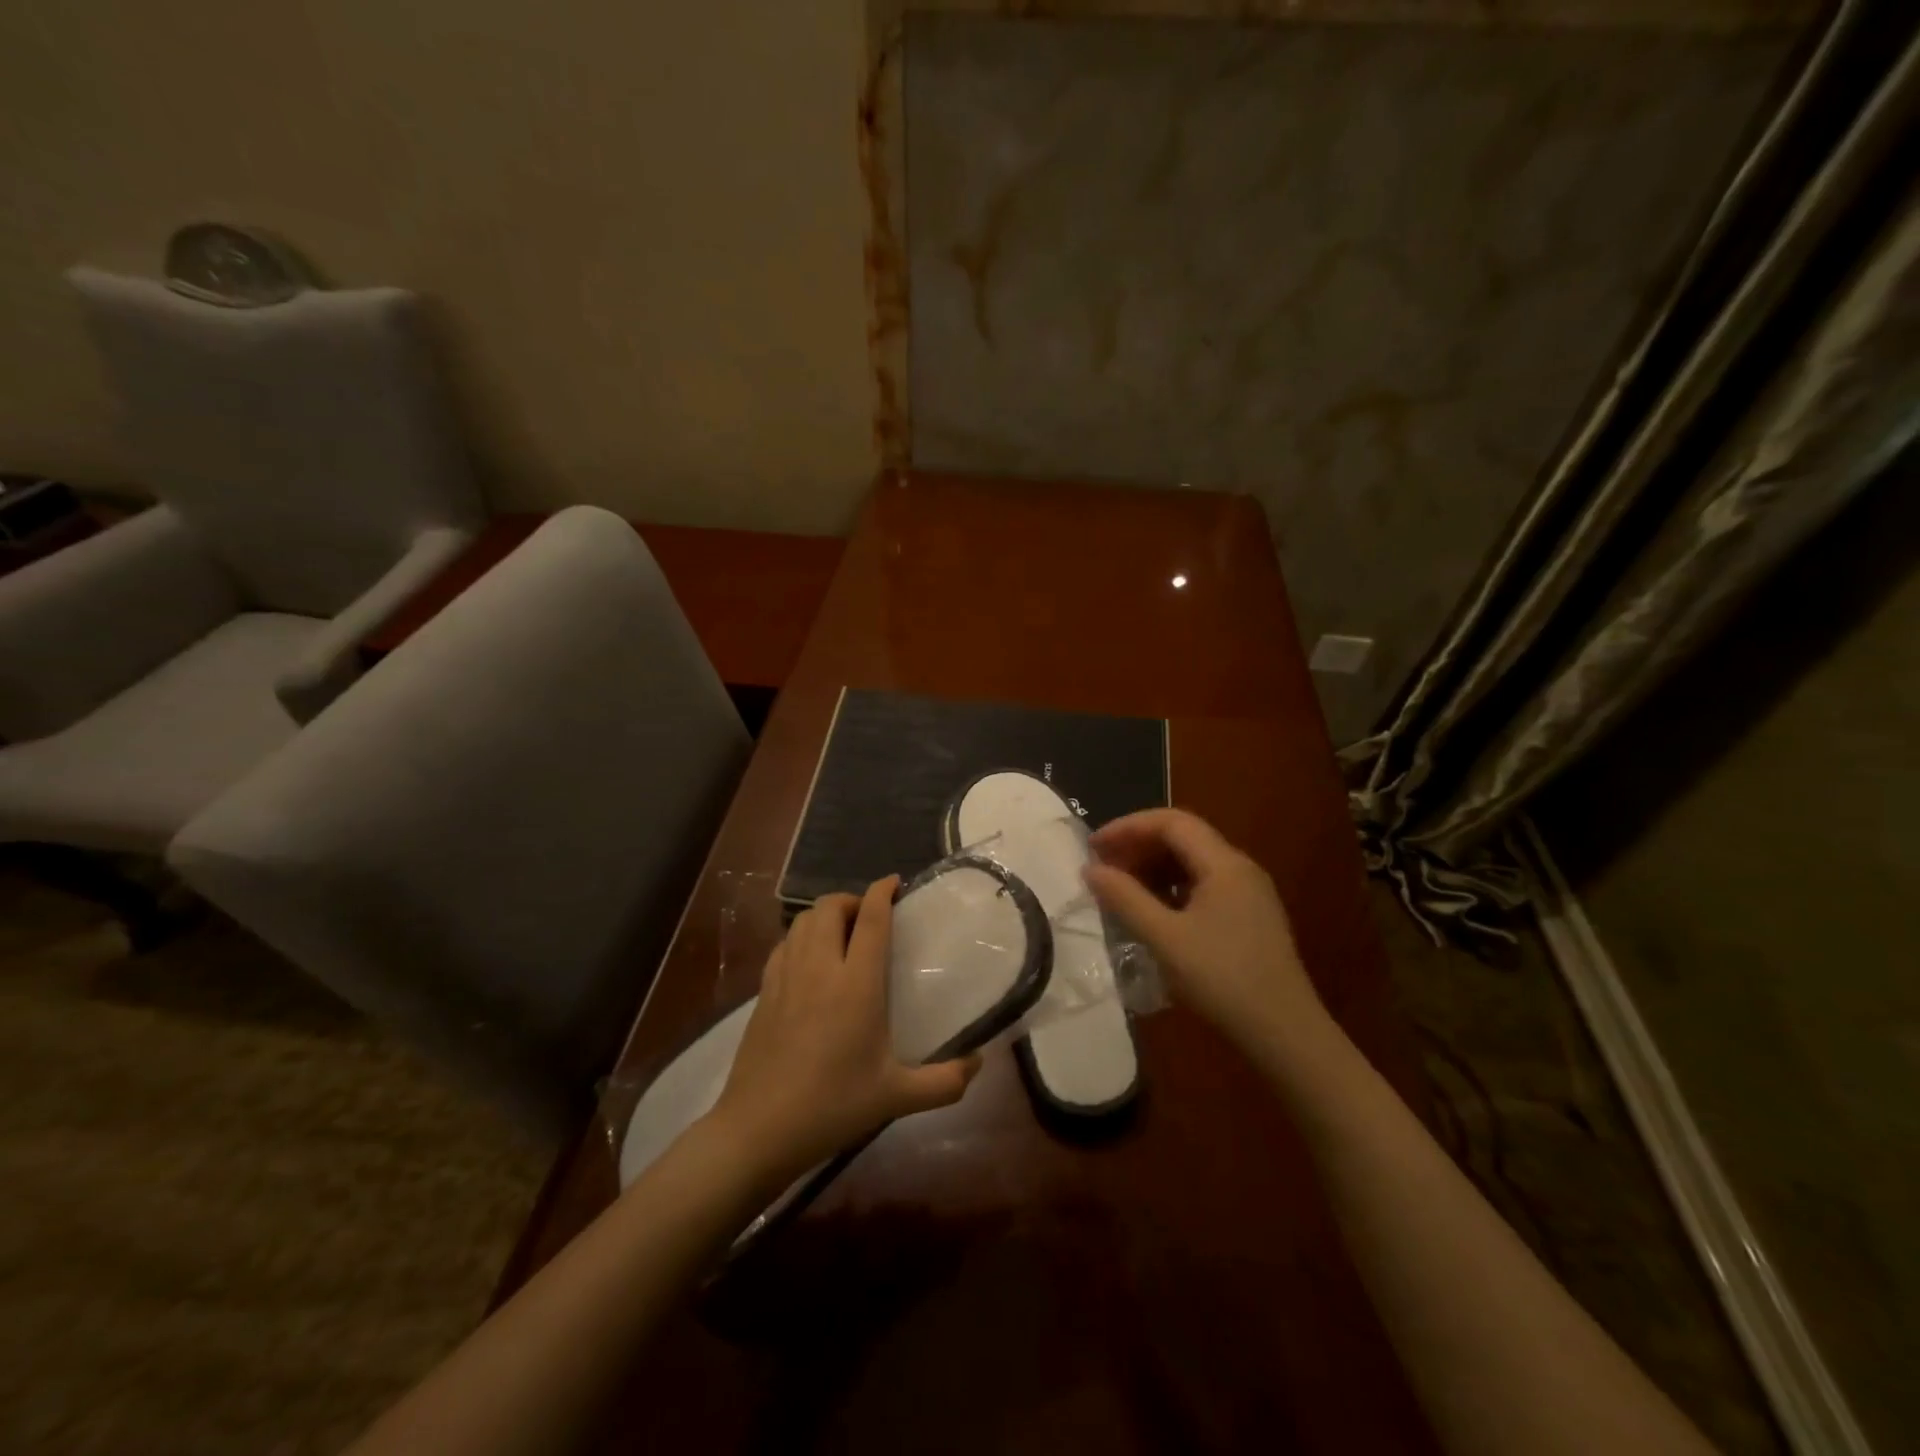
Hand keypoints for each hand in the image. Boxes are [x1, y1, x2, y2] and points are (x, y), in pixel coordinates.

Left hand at [706, 878, 981, 1188]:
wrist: (758, 1130)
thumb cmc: (832, 1107)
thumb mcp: (896, 1098)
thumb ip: (944, 1082)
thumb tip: (979, 1064)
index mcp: (857, 985)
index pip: (871, 919)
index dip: (882, 891)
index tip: (895, 882)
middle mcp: (820, 968)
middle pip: (830, 906)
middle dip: (852, 900)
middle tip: (871, 918)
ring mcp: (786, 977)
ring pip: (804, 920)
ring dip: (825, 915)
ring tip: (843, 935)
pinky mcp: (763, 991)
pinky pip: (784, 944)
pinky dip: (801, 937)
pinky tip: (811, 961)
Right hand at [1084, 809, 1334, 1061]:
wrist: (1285, 1033)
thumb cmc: (1222, 980)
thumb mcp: (1165, 939)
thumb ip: (1125, 898)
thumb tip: (1090, 869)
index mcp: (1224, 863)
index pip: (1170, 822)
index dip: (1128, 827)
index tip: (1094, 847)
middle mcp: (1240, 868)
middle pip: (1183, 837)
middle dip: (1139, 846)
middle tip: (1104, 868)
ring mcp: (1249, 893)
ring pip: (1193, 862)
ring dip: (1154, 867)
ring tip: (1122, 889)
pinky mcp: (1250, 916)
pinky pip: (1204, 885)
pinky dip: (1172, 887)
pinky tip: (1154, 912)